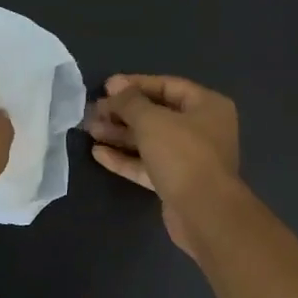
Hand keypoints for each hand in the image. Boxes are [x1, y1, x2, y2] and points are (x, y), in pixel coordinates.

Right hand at [84, 73, 241, 256]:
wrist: (204, 212)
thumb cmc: (183, 155)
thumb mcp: (152, 121)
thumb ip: (130, 102)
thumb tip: (115, 88)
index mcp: (207, 106)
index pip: (167, 86)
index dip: (135, 84)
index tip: (107, 87)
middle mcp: (201, 129)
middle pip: (157, 115)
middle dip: (123, 112)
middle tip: (94, 111)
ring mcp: (188, 159)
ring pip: (149, 141)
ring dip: (120, 135)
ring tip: (90, 130)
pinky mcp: (175, 183)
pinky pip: (147, 165)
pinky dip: (125, 159)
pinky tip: (99, 154)